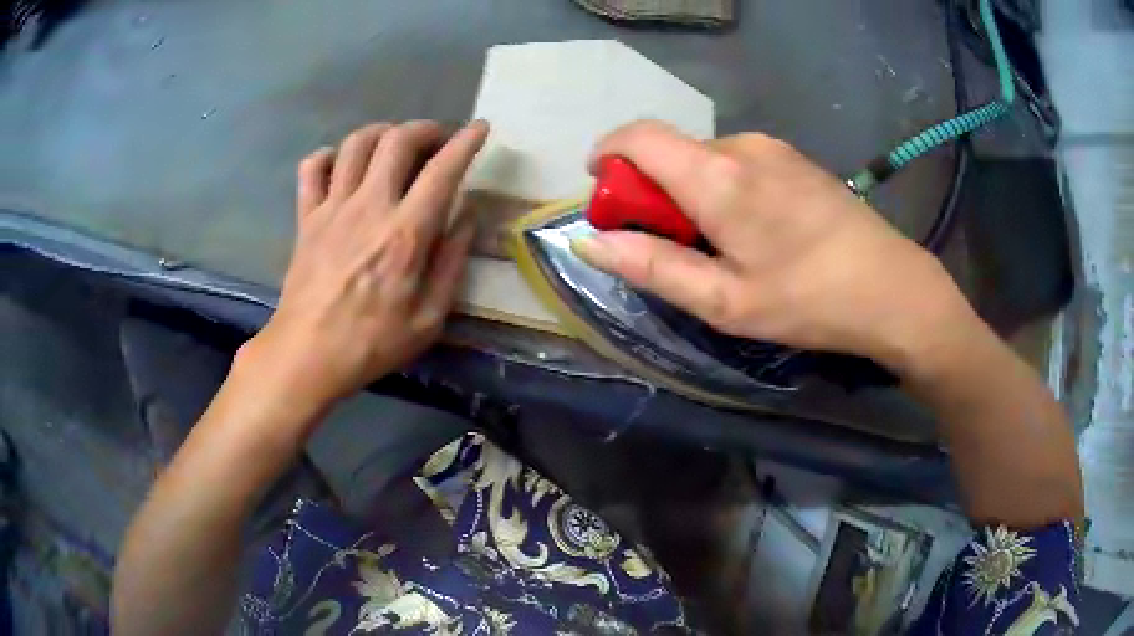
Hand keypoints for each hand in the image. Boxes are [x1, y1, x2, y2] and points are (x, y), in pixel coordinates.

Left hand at [241, 120, 489, 410]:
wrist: (307, 355)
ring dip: (382, 132)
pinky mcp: (306, 217)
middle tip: (438, 140)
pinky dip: (329, 155)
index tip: (479, 128)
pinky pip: (312, 168)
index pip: (443, 170)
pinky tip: (341, 165)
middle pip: (397, 140)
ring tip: (395, 144)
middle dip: (425, 129)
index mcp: (405, 233)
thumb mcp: (429, 318)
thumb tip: (466, 214)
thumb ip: (452, 261)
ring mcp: (332, 208)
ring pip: (356, 143)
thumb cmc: (371, 343)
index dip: (466, 142)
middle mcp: (369, 206)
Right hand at [572, 121, 975, 372]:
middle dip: (649, 190)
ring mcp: (773, 148)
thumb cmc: (808, 300)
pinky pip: (737, 163)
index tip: (603, 196)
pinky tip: (753, 232)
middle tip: (667, 245)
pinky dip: (720, 188)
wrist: (893, 288)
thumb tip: (587, 242)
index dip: (606, 156)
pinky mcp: (795, 159)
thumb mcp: (724, 301)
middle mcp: (740, 146)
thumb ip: (651, 266)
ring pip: (704, 158)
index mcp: (716, 175)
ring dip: (688, 192)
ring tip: (717, 246)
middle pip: (669, 151)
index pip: (637, 136)